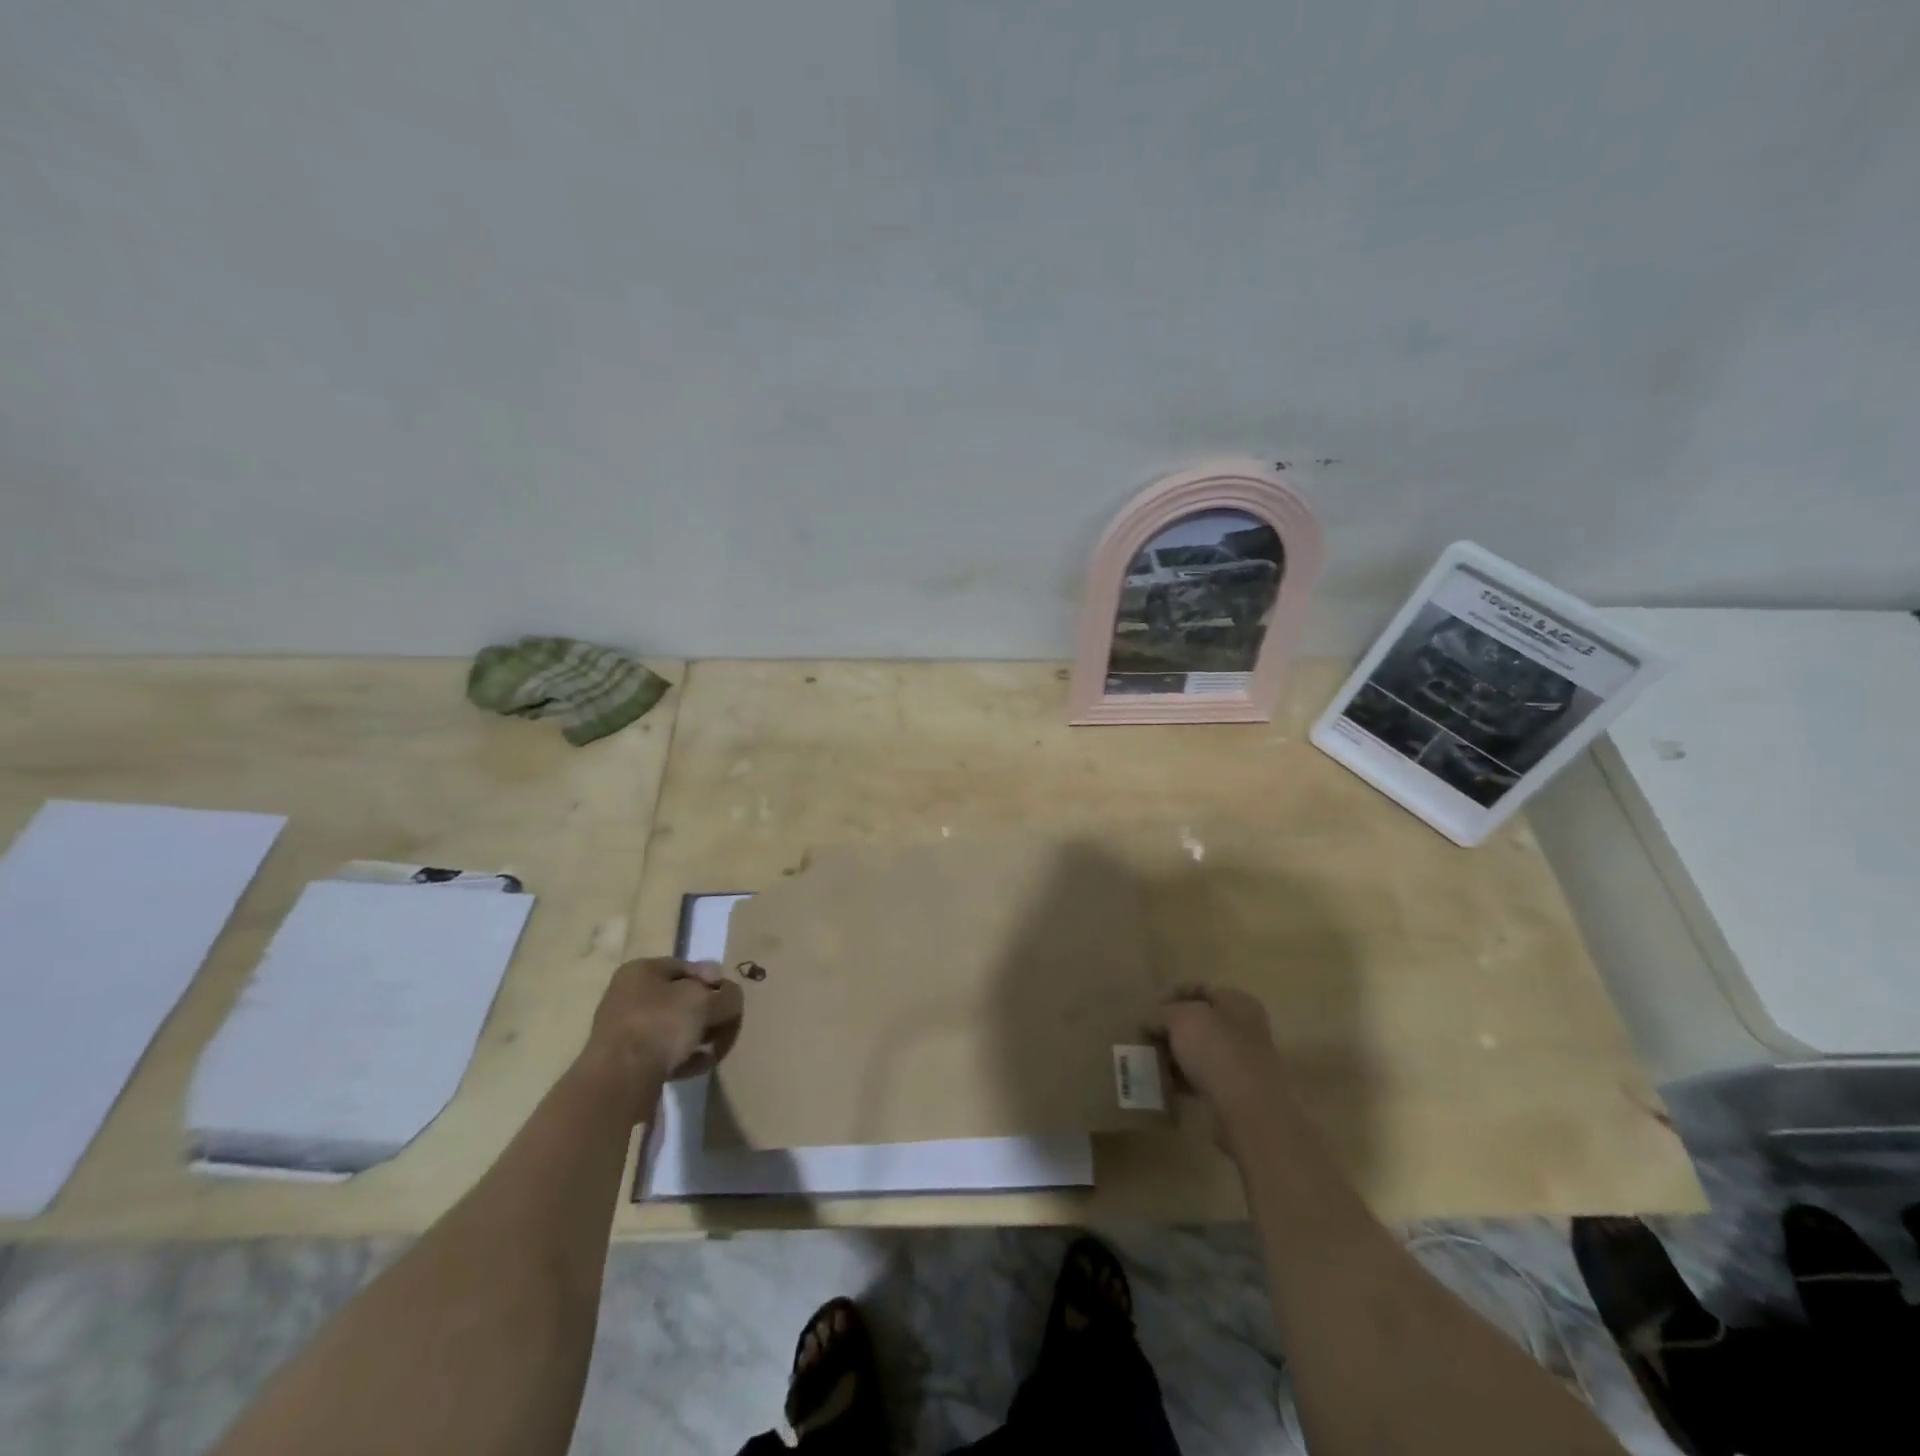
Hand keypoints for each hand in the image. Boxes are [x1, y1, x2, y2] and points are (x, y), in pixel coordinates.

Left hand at [582, 958, 744, 1094]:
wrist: (619, 1080)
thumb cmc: (660, 1025)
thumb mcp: (705, 1002)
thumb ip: (727, 996)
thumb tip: (731, 998)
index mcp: (641, 970)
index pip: (688, 967)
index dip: (715, 981)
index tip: (730, 1000)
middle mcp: (629, 995)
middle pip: (682, 999)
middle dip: (708, 1014)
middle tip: (726, 1028)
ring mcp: (624, 1030)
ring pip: (674, 1028)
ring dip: (699, 1038)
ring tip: (715, 1052)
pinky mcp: (625, 1061)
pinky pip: (663, 1052)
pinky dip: (683, 1057)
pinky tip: (699, 1066)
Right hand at [1149, 984, 1286, 1142]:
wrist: (1249, 1110)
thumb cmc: (1216, 1050)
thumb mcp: (1180, 1018)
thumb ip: (1161, 1014)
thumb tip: (1150, 1023)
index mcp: (1237, 1001)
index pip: (1198, 988)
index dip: (1170, 995)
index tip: (1148, 1011)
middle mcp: (1244, 1027)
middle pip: (1199, 1022)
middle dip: (1171, 1029)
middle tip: (1147, 1039)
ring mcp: (1242, 1061)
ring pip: (1199, 1051)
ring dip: (1175, 1056)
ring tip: (1152, 1063)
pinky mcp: (1236, 1091)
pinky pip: (1203, 1078)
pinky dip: (1184, 1080)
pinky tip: (1166, 1085)